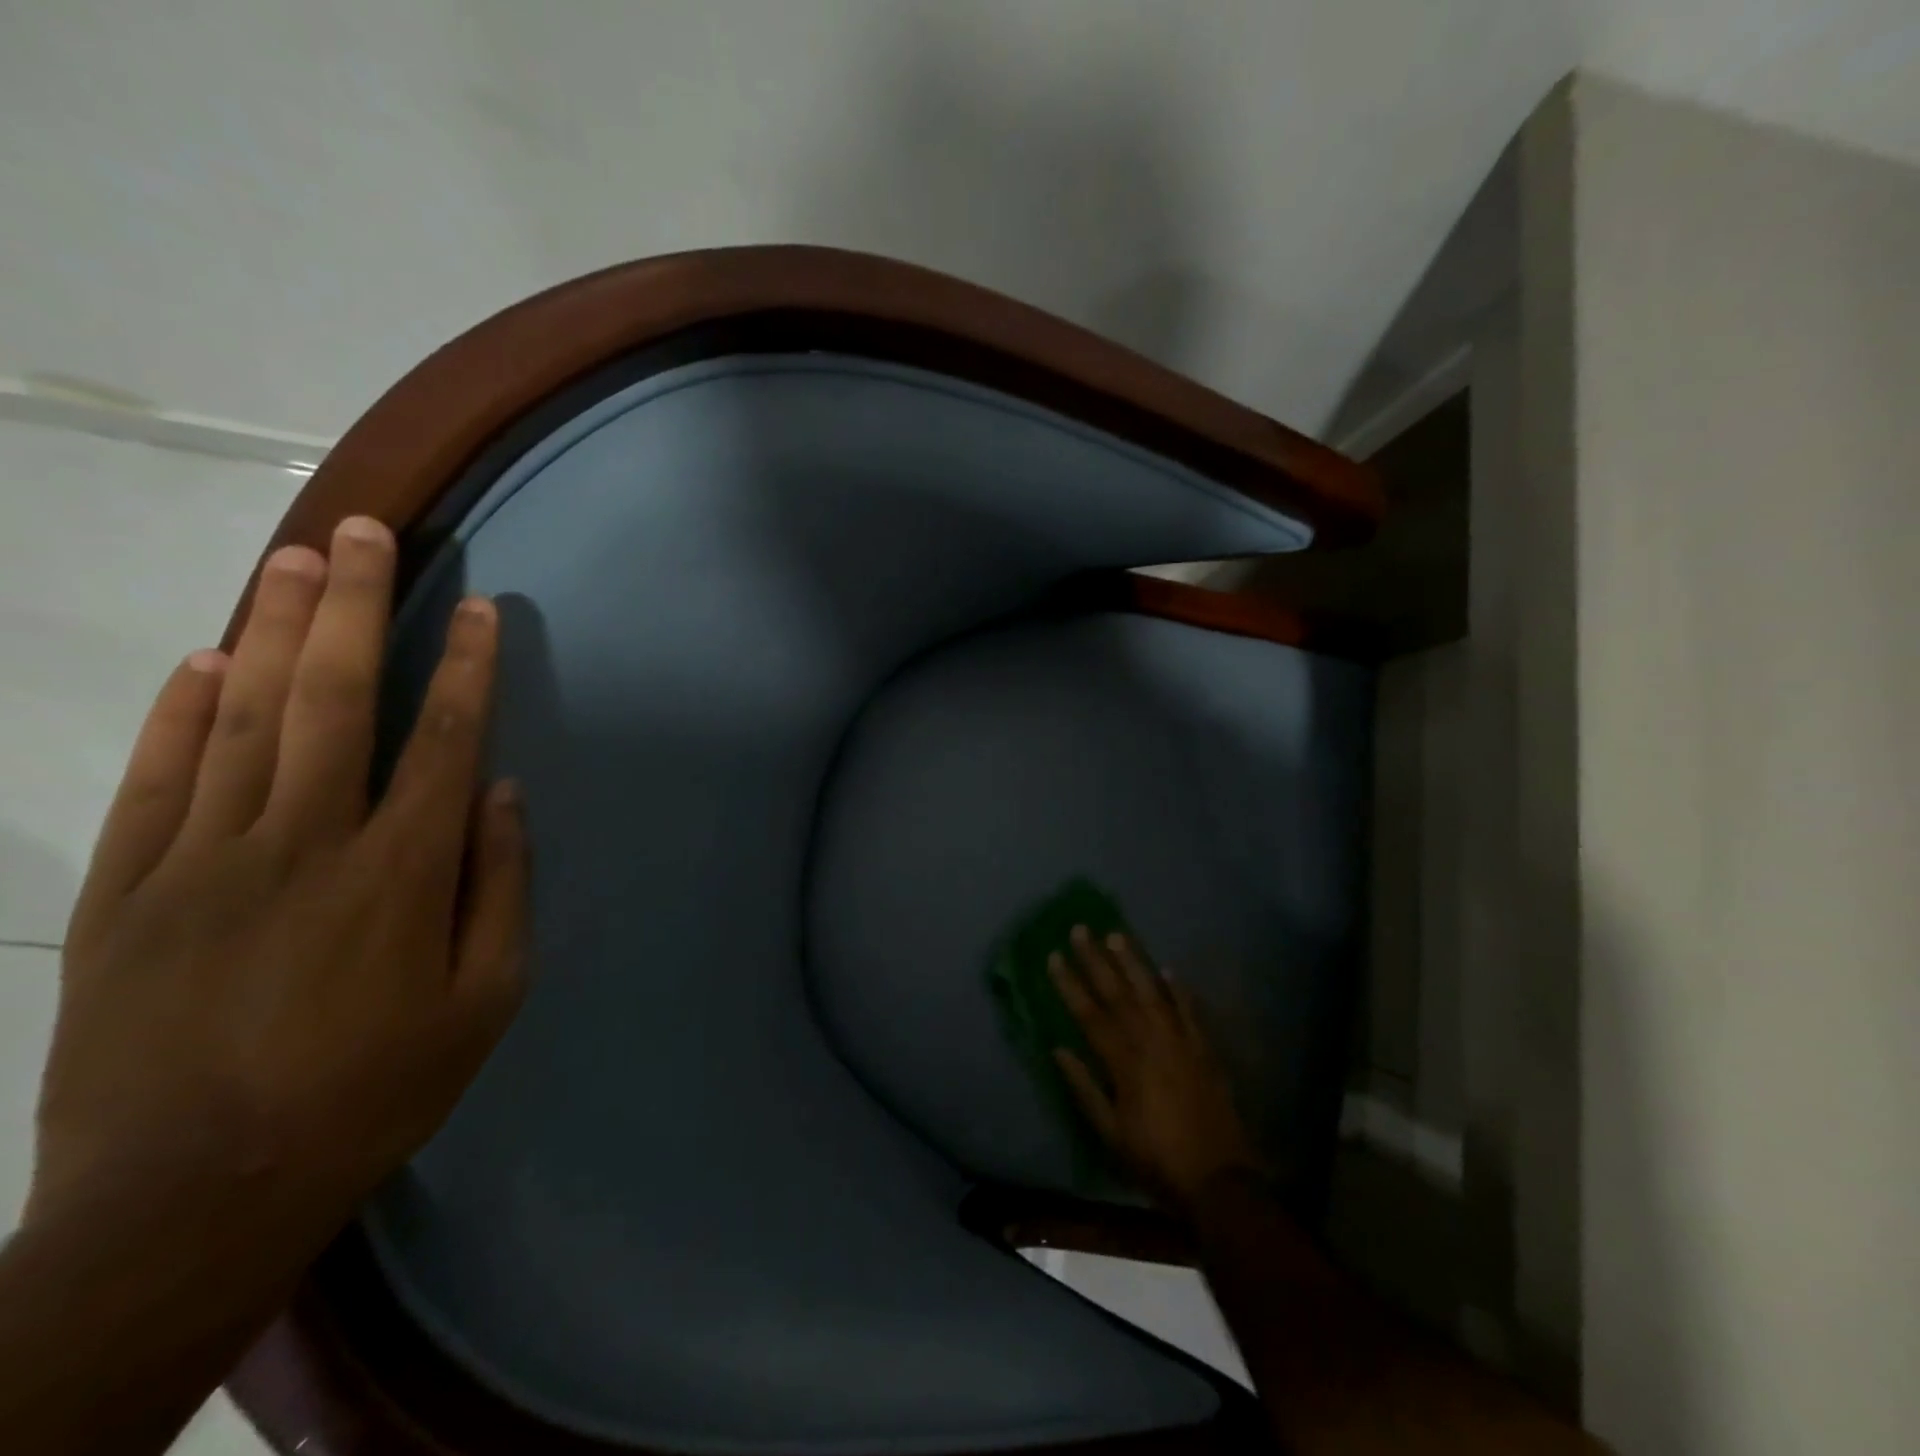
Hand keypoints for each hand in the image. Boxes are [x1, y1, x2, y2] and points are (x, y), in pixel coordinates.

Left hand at [28, 515, 527, 1253]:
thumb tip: (505, 798)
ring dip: (272, 630)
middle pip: (334, 699)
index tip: (479, 608)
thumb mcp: (486, 998)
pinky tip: (204, 661)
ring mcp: (205, 860)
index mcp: (402, 872)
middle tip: (364, 531)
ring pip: (243, 719)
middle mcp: (307, 842)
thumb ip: (500, 888)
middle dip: (354, 607)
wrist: (195, 1195)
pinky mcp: (128, 892)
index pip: (445, 740)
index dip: (466, 666)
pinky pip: (157, 779)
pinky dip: (180, 712)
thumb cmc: (376, 1088)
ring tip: (293, 560)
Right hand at [1049, 926, 1265, 1213]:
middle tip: (1081, 929)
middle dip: (1096, 960)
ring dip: (1133, 963)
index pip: (1090, 1014)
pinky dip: (1179, 990)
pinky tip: (1168, 970)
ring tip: (1117, 935)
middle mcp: (1151, 1043)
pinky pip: (1190, 1011)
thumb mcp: (1111, 1133)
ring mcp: (1181, 1043)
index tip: (1054, 956)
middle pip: (1118, 994)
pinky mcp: (1204, 1051)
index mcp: (1124, 1063)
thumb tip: (1058, 1049)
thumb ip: (1084, 1088)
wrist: (1219, 1181)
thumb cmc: (1156, 1160)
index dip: (1070, 984)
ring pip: (1153, 993)